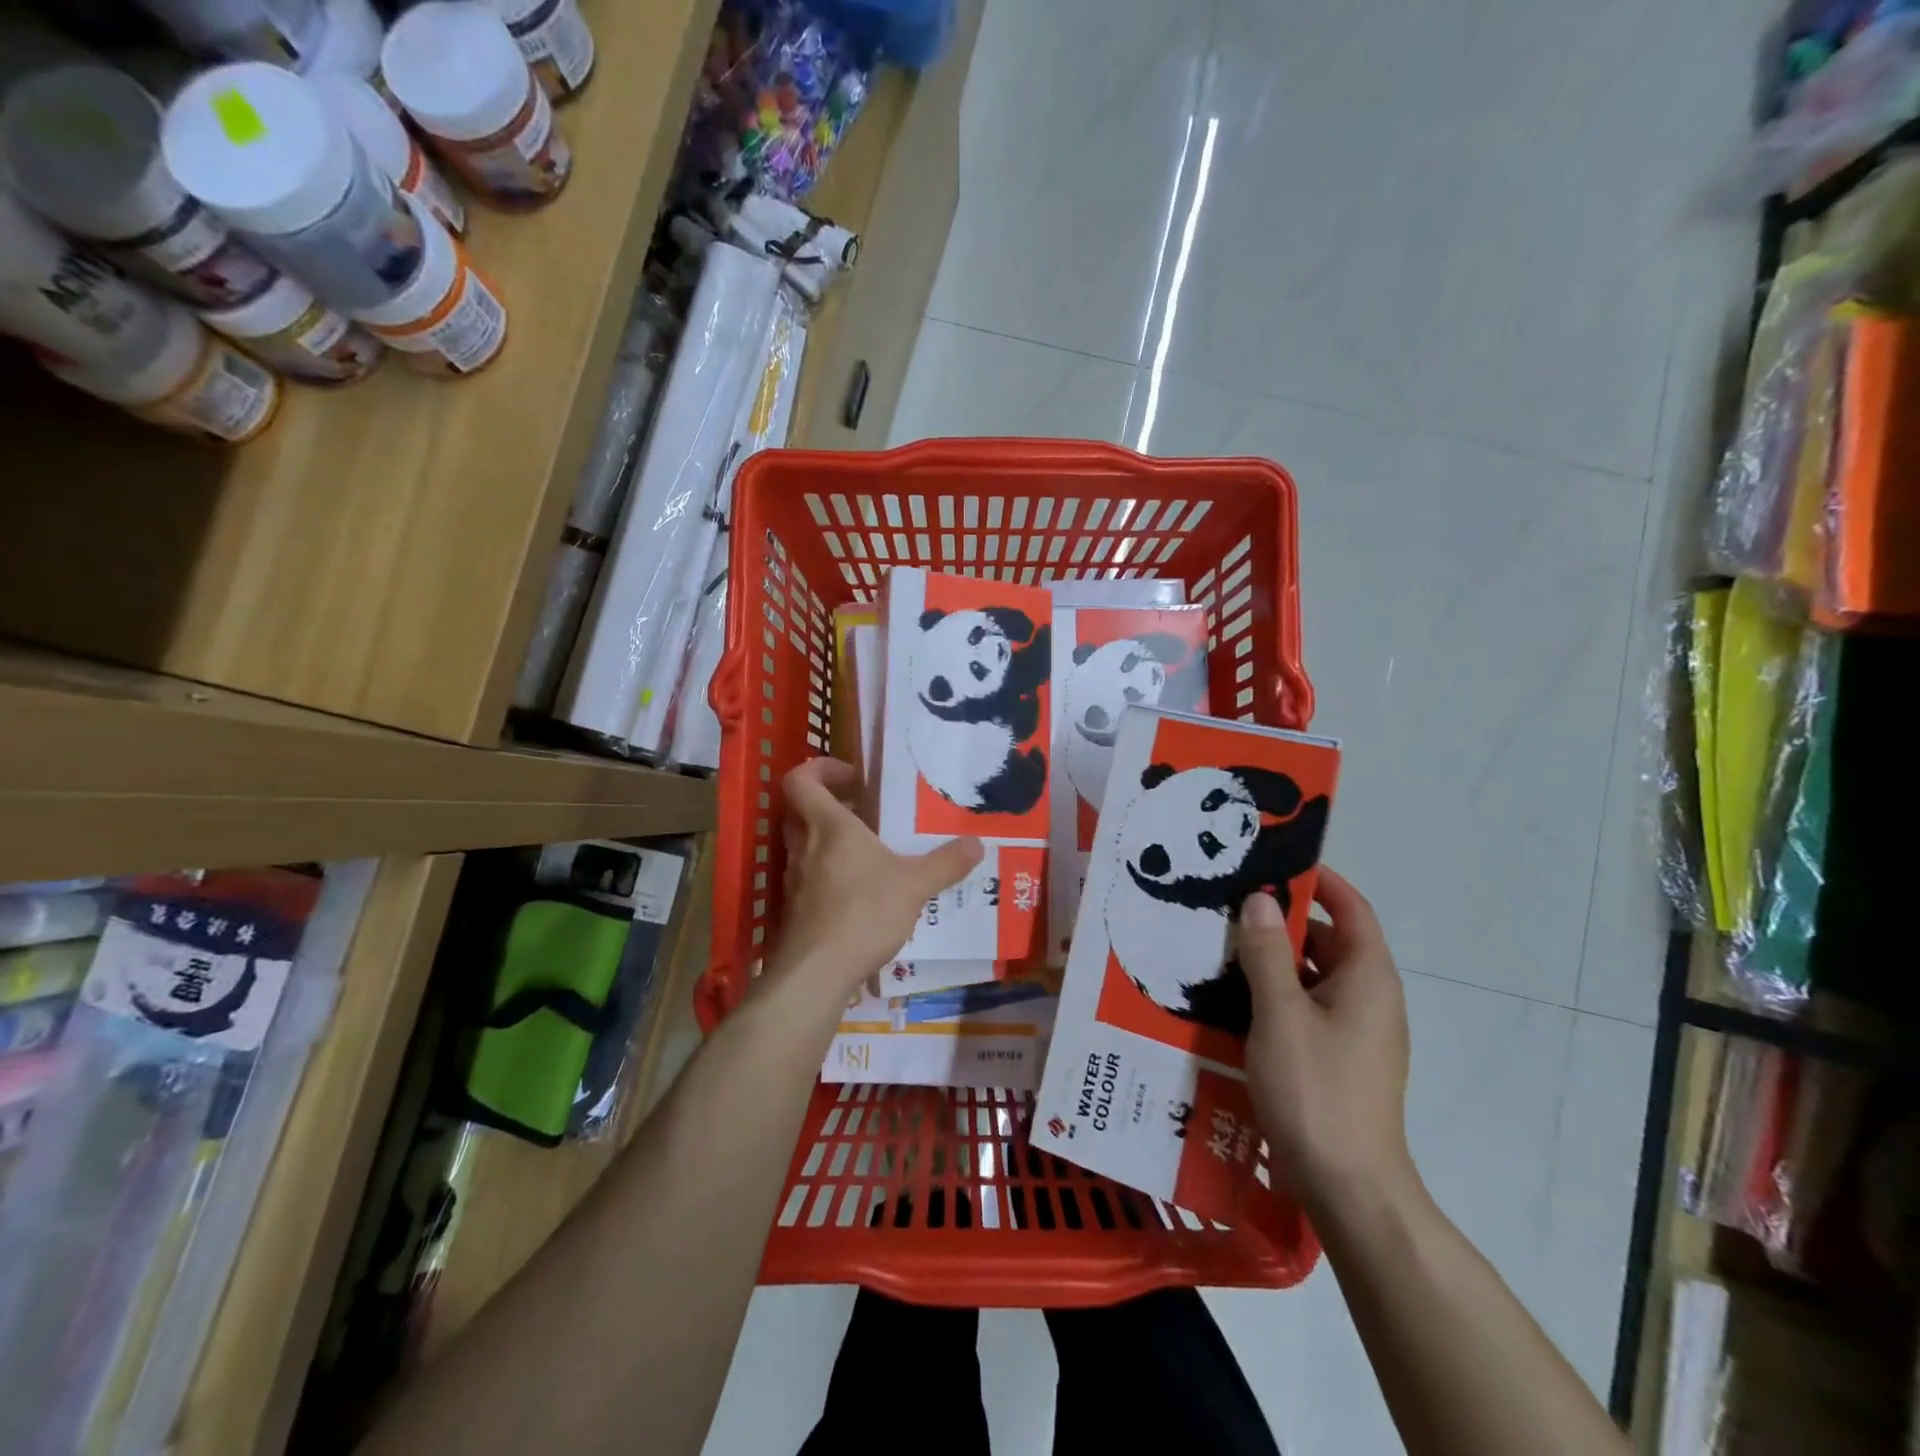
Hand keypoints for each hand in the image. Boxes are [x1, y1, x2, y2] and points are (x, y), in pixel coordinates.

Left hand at [770, 758, 982, 1002]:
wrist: (818, 972)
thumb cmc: (865, 911)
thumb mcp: (915, 885)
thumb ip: (946, 863)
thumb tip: (977, 844)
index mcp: (829, 826)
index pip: (801, 779)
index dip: (820, 769)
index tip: (853, 779)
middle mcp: (804, 846)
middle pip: (800, 810)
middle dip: (829, 805)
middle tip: (863, 813)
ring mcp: (795, 879)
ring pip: (803, 845)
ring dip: (829, 841)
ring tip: (868, 854)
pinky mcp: (795, 909)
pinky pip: (808, 877)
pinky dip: (828, 875)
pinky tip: (860, 894)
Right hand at [1238, 868, 1418, 1215]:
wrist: (1348, 1188)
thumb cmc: (1317, 1090)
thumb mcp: (1281, 1013)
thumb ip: (1266, 953)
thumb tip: (1258, 899)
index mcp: (1368, 978)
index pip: (1351, 909)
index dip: (1318, 881)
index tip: (1272, 862)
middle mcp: (1369, 998)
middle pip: (1328, 941)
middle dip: (1281, 920)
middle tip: (1228, 904)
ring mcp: (1355, 1032)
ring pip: (1312, 977)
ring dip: (1272, 959)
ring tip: (1220, 945)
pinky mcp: (1336, 1059)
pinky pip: (1305, 1008)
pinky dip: (1274, 994)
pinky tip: (1231, 998)